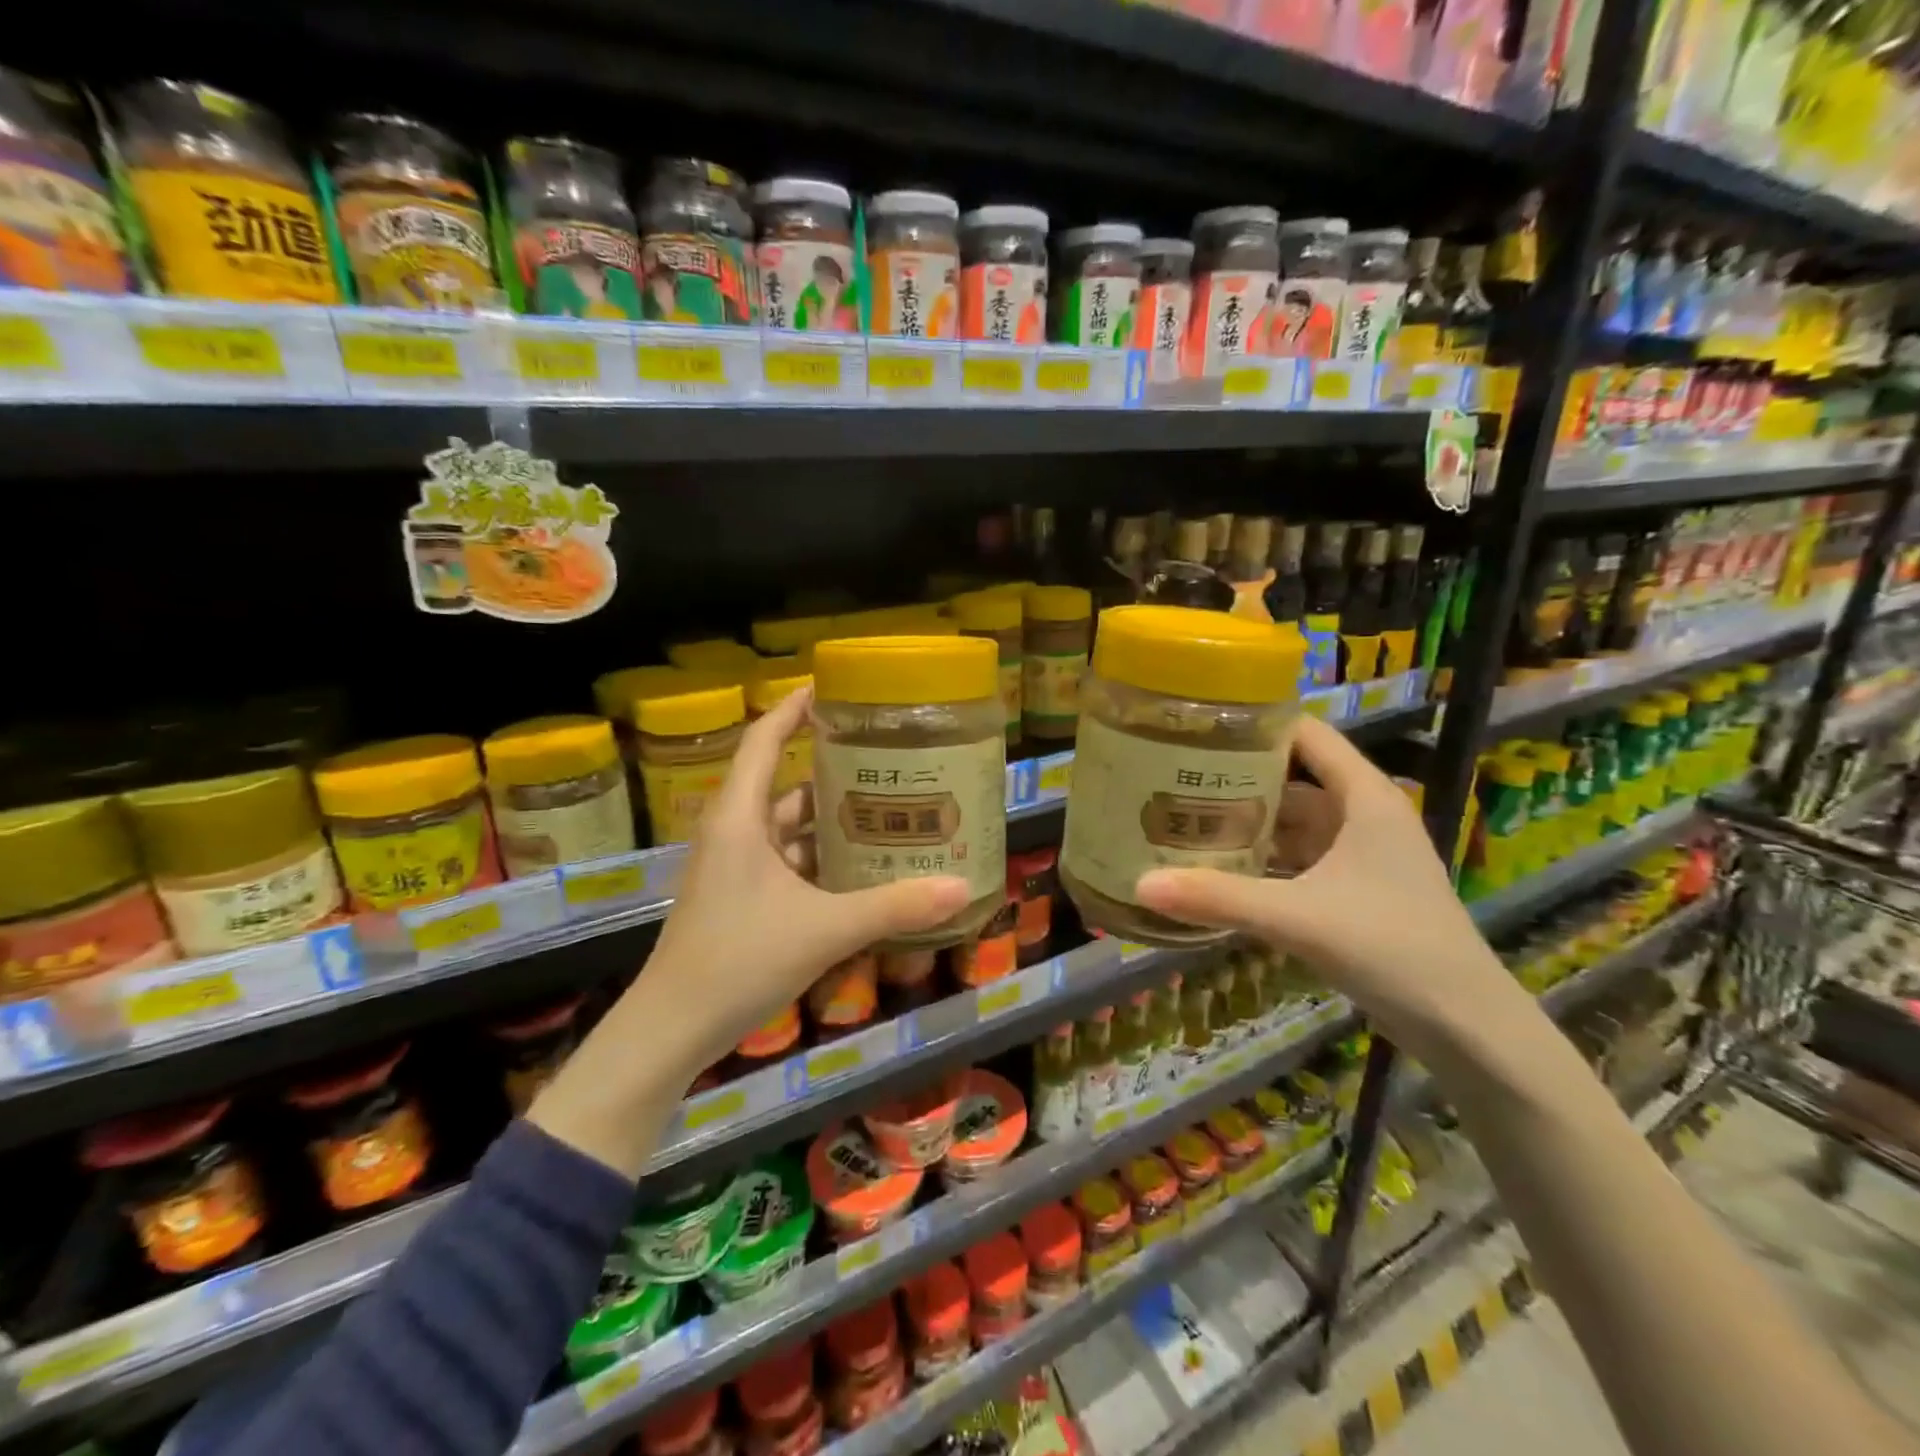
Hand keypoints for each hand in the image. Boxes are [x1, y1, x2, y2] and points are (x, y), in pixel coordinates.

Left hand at [531, 689, 968, 1176]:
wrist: (672, 1028)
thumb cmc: (738, 960)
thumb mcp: (825, 929)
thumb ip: (894, 907)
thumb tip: (961, 888)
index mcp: (740, 817)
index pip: (764, 739)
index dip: (795, 707)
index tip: (835, 689)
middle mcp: (735, 831)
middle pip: (787, 783)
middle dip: (835, 772)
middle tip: (889, 761)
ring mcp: (736, 867)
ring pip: (790, 827)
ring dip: (832, 821)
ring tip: (888, 812)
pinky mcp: (741, 897)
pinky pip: (788, 862)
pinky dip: (822, 859)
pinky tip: (862, 869)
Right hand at [1134, 715, 1528, 1058]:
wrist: (1465, 1025)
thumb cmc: (1392, 947)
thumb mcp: (1298, 917)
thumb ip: (1220, 898)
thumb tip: (1141, 884)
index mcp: (1365, 797)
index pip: (1307, 735)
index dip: (1257, 722)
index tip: (1198, 722)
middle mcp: (1364, 814)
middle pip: (1293, 776)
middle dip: (1237, 775)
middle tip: (1173, 771)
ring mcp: (1360, 854)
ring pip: (1293, 820)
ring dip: (1247, 819)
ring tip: (1183, 813)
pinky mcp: (1353, 889)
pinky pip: (1297, 857)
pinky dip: (1261, 857)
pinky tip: (1218, 866)